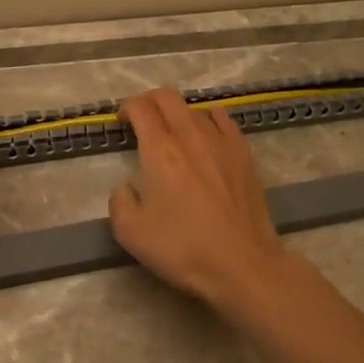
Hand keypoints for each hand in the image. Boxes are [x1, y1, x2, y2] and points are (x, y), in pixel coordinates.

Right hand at [110, 88, 285, 305]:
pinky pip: (224, 121)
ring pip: (195, 109)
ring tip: (174, 133)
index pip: (141, 109)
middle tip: (142, 119)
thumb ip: (119, 202)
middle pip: (168, 98)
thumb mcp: (130, 233)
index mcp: (160, 150)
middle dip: (150, 101)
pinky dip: (209, 119)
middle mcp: (190, 136)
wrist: (242, 264)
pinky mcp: (244, 155)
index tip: (122, 122)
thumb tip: (127, 188)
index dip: (127, 109)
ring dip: (178, 114)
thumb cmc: (183, 248)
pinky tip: (207, 133)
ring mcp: (222, 142)